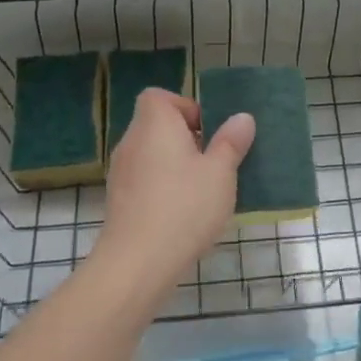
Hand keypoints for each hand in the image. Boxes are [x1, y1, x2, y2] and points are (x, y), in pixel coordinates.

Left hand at [93, 89, 254, 298]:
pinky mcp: (118, 201)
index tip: (207, 131)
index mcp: (155, 124)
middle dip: (185, 138)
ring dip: (174, 164)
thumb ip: (231, 142)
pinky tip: (182, 212)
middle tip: (213, 161)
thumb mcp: (220, 173)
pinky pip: (144, 179)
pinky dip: (161, 186)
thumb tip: (242, 118)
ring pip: (151, 154)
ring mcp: (120, 173)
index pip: (159, 97)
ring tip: (202, 188)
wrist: (137, 264)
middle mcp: (132, 141)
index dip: (184, 107)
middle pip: (156, 125)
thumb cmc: (184, 208)